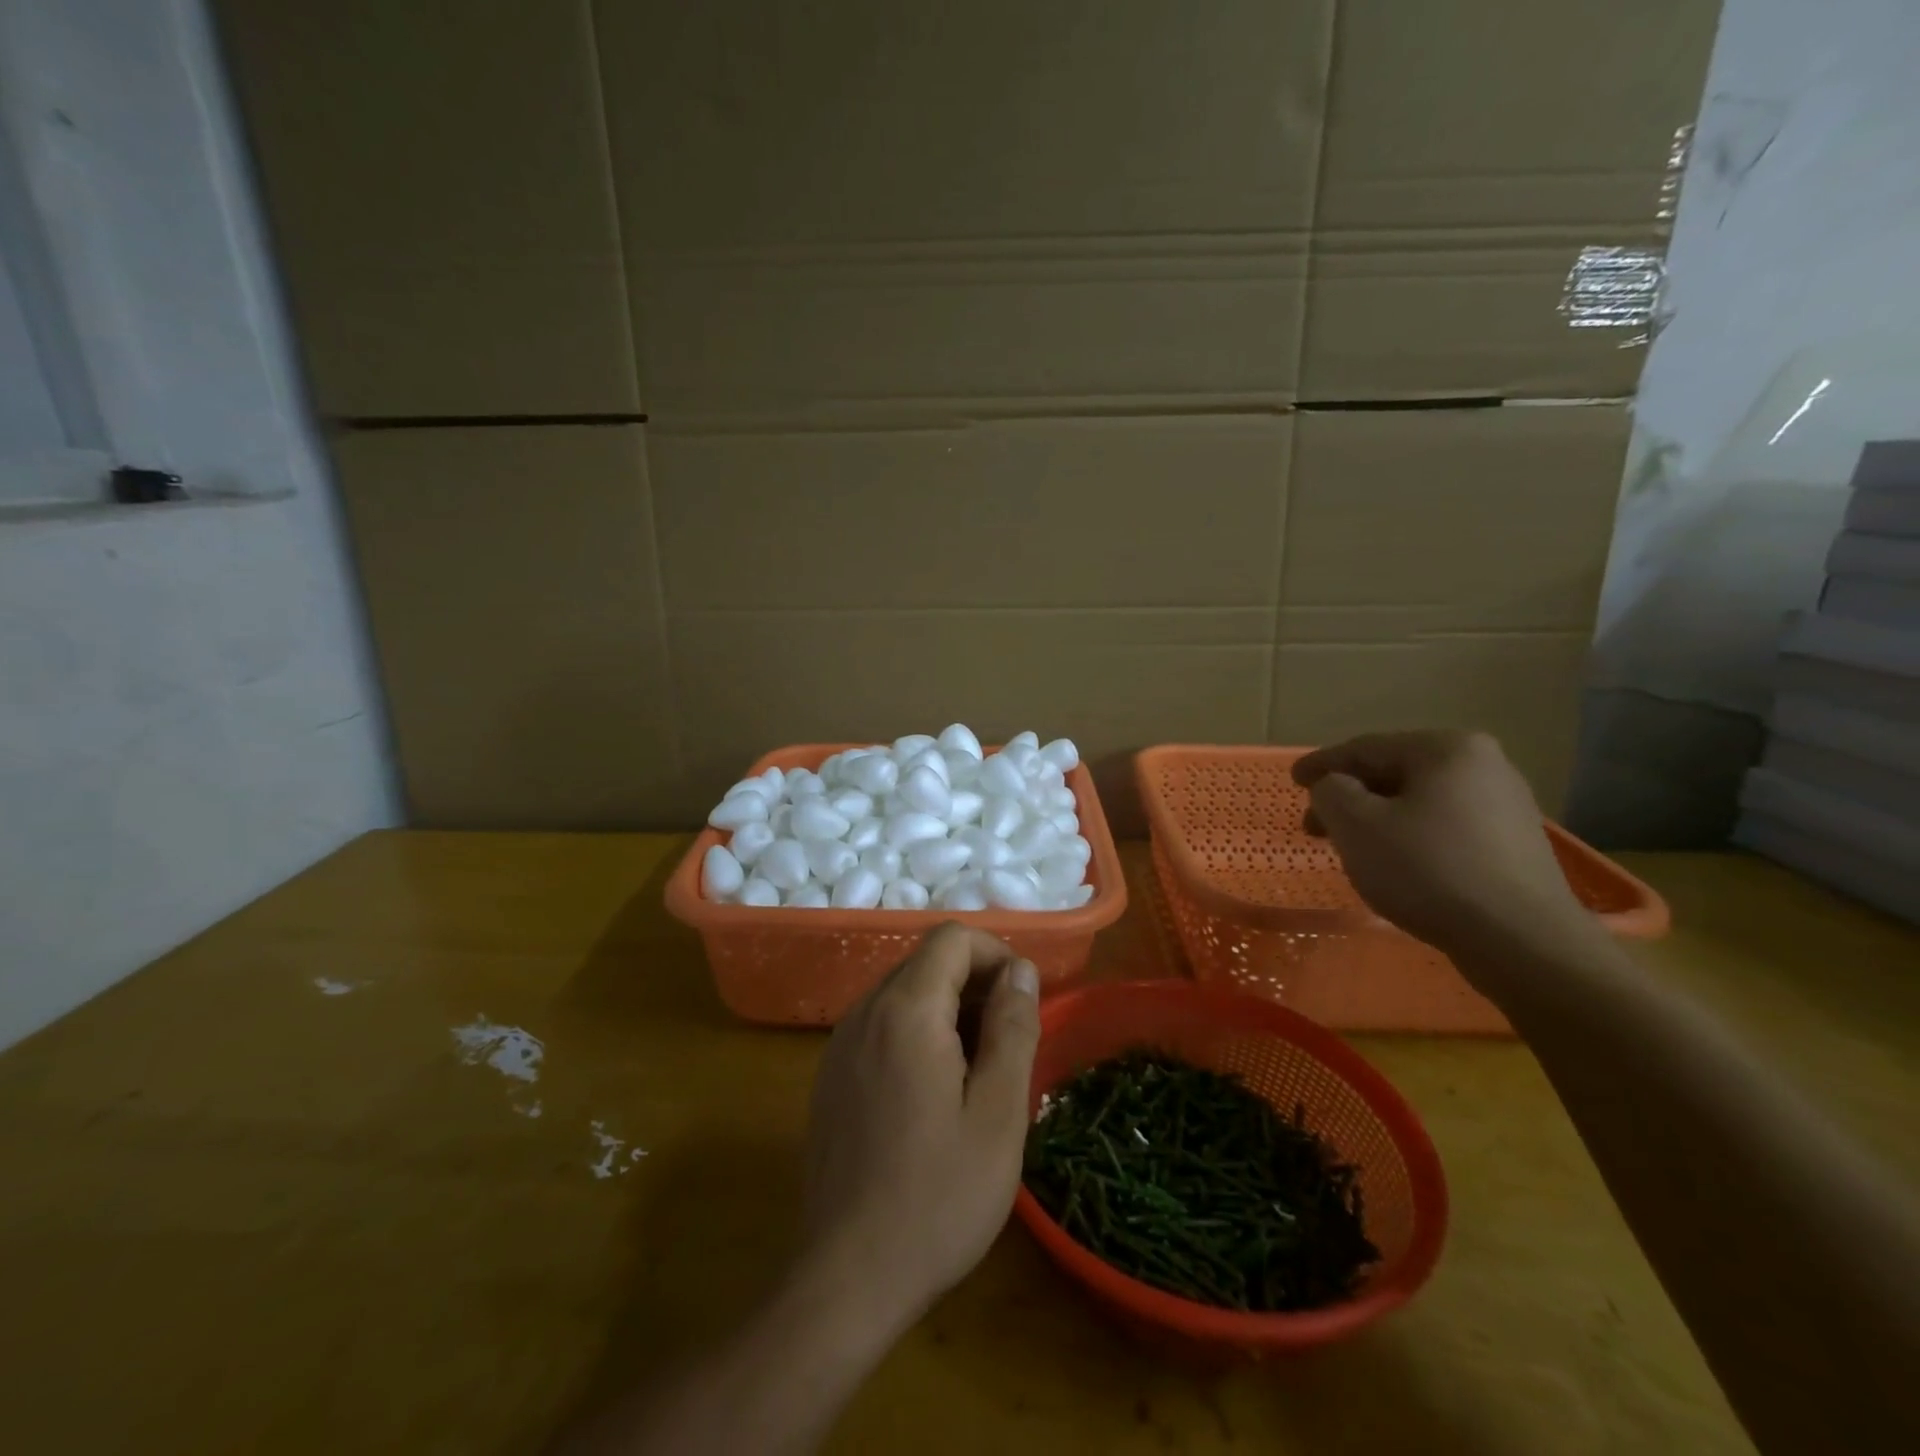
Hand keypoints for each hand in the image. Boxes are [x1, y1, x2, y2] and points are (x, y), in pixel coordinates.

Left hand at [798, 924, 1040, 1333]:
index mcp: (906, 1010)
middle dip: (975, 984)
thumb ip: (1013, 1027)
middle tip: (1007, 1045)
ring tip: (977, 1074)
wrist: (847, 1278)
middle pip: (927, 962)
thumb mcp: (999, 1112)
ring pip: (904, 994)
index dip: (996, 955)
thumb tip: (1021, 970)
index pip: (952, 938)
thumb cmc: (938, 1195)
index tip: (1023, 1001)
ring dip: (948, 1011)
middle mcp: (865, 1012)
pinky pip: (882, 1026)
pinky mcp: (831, 1076)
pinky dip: (917, 1034)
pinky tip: (934, 1095)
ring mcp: (841, 1044)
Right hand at [1292, 731, 1590, 960]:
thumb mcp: (1356, 825)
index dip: (1322, 765)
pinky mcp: (1514, 845)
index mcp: (1446, 748)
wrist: (1521, 940)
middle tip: (1315, 826)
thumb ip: (1331, 792)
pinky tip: (1396, 865)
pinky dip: (1410, 837)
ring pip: (1419, 802)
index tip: (1293, 781)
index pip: (1366, 748)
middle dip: (1350, 798)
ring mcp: (1506, 805)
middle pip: (1395, 773)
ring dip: (1378, 819)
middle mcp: (1484, 765)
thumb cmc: (1427, 869)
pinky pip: (1445, 828)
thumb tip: (1334, 787)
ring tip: (1351, 849)